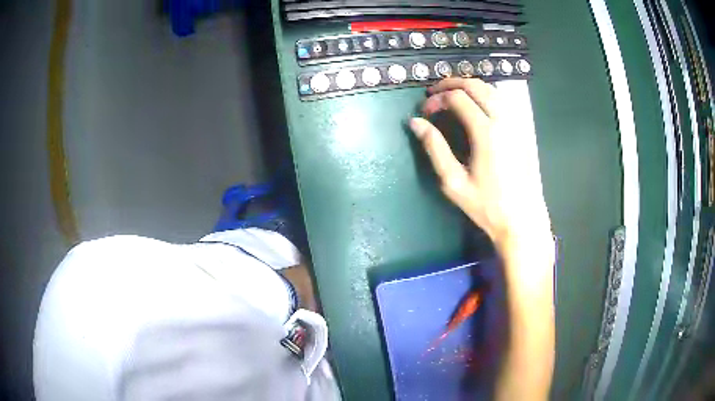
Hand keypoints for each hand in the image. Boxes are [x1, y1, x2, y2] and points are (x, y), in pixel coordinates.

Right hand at [409, 78, 552, 262]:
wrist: (522, 220)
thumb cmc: (487, 205)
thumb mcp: (454, 182)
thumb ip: (434, 148)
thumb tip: (415, 123)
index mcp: (486, 132)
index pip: (457, 98)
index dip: (437, 99)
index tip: (425, 111)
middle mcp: (503, 120)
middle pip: (476, 86)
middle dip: (451, 83)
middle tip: (434, 93)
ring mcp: (516, 123)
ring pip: (492, 89)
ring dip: (469, 86)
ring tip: (452, 95)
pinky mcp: (523, 129)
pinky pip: (503, 100)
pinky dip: (486, 94)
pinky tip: (477, 105)